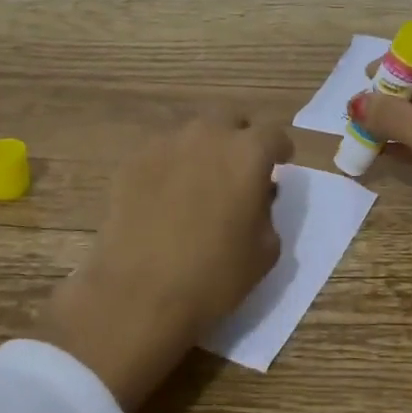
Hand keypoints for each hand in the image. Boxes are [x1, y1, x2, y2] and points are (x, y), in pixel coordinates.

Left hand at [35, 115, 292, 411]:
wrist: (139, 293)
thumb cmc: (213, 276)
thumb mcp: (265, 251)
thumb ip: (268, 211)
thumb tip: (257, 195)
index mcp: (248, 153)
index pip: (274, 134)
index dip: (279, 150)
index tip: (279, 166)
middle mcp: (208, 135)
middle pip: (230, 119)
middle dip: (239, 136)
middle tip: (238, 168)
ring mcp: (165, 143)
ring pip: (193, 132)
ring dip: (203, 148)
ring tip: (199, 182)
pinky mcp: (133, 160)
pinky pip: (161, 152)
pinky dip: (170, 165)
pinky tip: (164, 196)